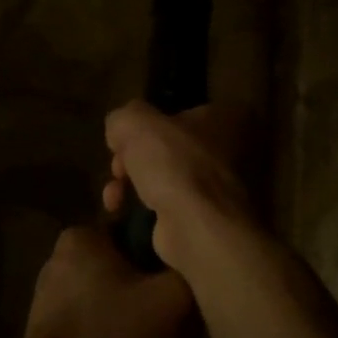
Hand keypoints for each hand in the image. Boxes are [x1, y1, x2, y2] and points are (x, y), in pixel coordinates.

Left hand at [22, 224, 197, 337]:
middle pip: (121, 266)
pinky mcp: (48, 336)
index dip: (163, 252)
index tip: (183, 277)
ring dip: (131, 318)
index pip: (134, 229)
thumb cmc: (111, 333)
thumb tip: (196, 266)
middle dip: (147, 288)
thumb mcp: (171, 298)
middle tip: (176, 315)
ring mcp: (50, 299)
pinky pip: (92, 328)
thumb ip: (189, 272)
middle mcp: (61, 260)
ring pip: (108, 300)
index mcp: (82, 236)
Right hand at [102, 101, 254, 270]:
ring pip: (163, 177)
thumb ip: (123, 118)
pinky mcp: (203, 217)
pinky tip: (122, 211)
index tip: (124, 138)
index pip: (174, 112)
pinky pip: (166, 205)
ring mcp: (216, 187)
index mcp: (217, 117)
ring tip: (113, 197)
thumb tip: (119, 134)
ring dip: (131, 184)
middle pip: (165, 147)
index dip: (144, 123)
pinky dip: (142, 207)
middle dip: (132, 158)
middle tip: (117, 169)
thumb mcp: (135, 123)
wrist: (197, 225)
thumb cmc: (172, 163)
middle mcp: (224, 149)